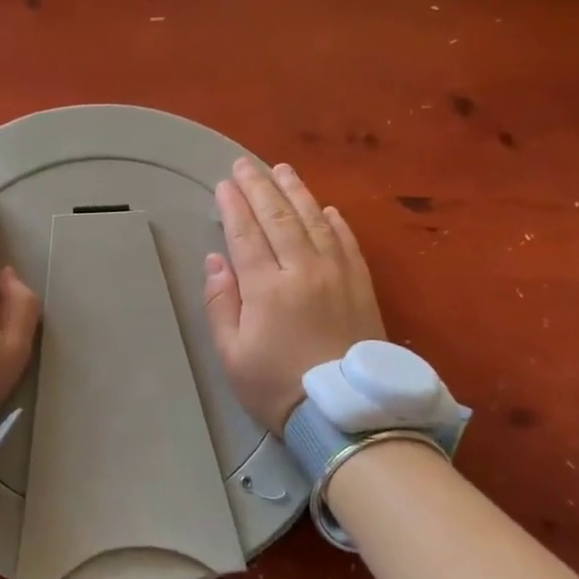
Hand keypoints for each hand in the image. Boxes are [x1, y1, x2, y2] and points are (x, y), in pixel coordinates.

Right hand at [203, 158, 385, 435]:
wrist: (347, 414)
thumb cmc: (278, 388)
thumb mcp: (232, 355)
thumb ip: (221, 304)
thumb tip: (216, 261)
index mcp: (267, 288)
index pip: (246, 234)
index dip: (233, 206)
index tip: (223, 184)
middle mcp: (304, 270)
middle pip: (279, 217)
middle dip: (259, 186)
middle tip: (245, 164)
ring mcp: (337, 275)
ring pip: (314, 221)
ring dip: (296, 192)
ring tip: (282, 169)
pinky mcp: (361, 286)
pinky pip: (347, 242)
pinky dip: (335, 221)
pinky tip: (326, 208)